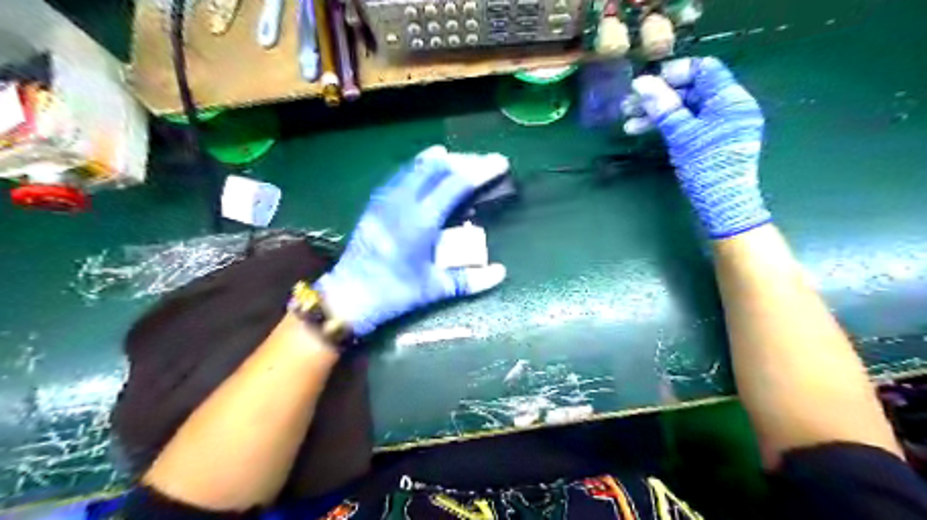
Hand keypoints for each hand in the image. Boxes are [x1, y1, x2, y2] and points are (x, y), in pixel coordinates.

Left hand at [317, 144, 505, 337]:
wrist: (350, 295)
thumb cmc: (395, 292)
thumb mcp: (435, 289)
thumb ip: (470, 280)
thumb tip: (501, 273)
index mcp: (421, 221)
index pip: (456, 184)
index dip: (480, 171)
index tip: (499, 163)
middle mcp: (403, 203)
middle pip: (437, 168)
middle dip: (464, 160)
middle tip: (483, 161)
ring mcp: (386, 200)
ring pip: (416, 167)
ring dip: (440, 160)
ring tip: (459, 158)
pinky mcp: (375, 204)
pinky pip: (400, 175)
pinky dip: (418, 166)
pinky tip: (424, 168)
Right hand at [627, 56, 771, 238]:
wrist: (722, 204)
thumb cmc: (706, 166)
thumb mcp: (681, 134)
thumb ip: (663, 106)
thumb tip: (641, 82)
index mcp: (730, 98)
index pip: (704, 69)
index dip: (674, 73)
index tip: (646, 84)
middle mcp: (729, 107)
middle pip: (691, 90)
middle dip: (658, 97)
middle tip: (628, 106)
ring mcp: (720, 125)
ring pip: (685, 109)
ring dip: (656, 113)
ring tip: (628, 122)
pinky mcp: (711, 140)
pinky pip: (687, 124)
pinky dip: (666, 126)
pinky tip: (642, 131)